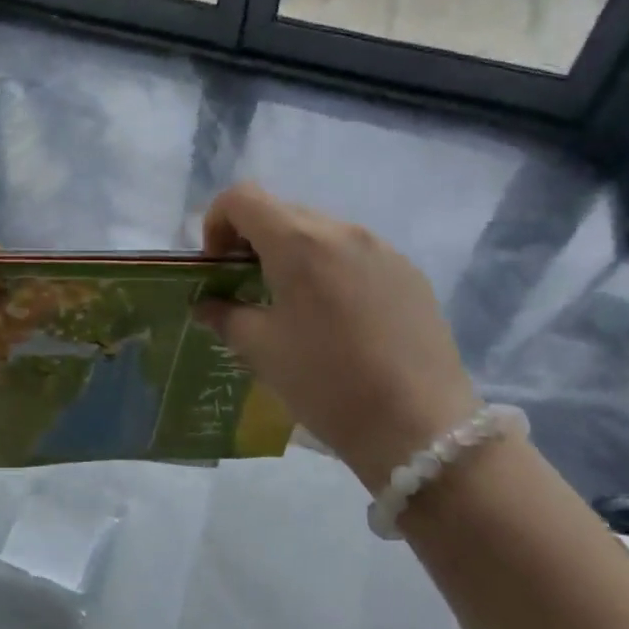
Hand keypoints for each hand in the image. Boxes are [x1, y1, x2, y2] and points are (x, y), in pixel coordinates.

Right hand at [197, 183, 478, 494]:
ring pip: (321, 232)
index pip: (242, 198)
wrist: (422, 430)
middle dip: (253, 240)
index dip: (217, 222)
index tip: (218, 266)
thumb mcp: (261, 350)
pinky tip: (340, 319)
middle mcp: (342, 231)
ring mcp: (382, 249)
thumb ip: (225, 315)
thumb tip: (207, 305)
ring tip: (295, 305)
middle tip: (247, 287)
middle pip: (281, 212)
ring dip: (294, 254)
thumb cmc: (326, 383)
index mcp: (298, 242)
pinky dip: (331, 269)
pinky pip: (356, 254)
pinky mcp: (410, 273)